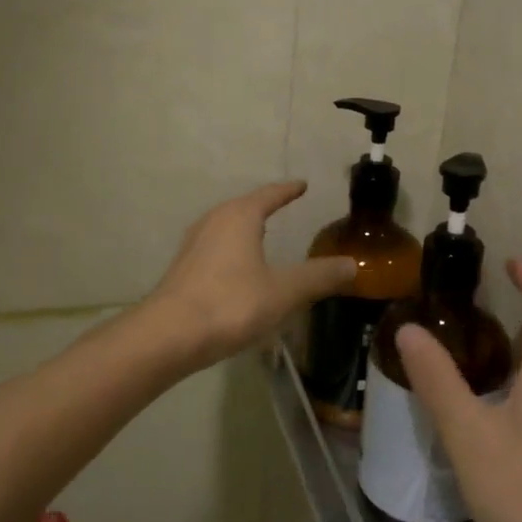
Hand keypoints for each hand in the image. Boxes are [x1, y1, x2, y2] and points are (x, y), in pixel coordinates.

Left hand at [147, 181, 357, 370]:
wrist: (168, 336)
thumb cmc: (231, 304)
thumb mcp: (284, 292)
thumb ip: (319, 277)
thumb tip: (353, 265)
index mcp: (240, 217)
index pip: (270, 195)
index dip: (288, 191)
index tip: (302, 185)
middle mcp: (214, 221)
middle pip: (244, 207)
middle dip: (265, 206)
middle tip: (285, 206)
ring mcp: (194, 244)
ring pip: (226, 227)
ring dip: (245, 228)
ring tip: (262, 234)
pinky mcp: (183, 268)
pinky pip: (215, 247)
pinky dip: (233, 249)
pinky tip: (238, 268)